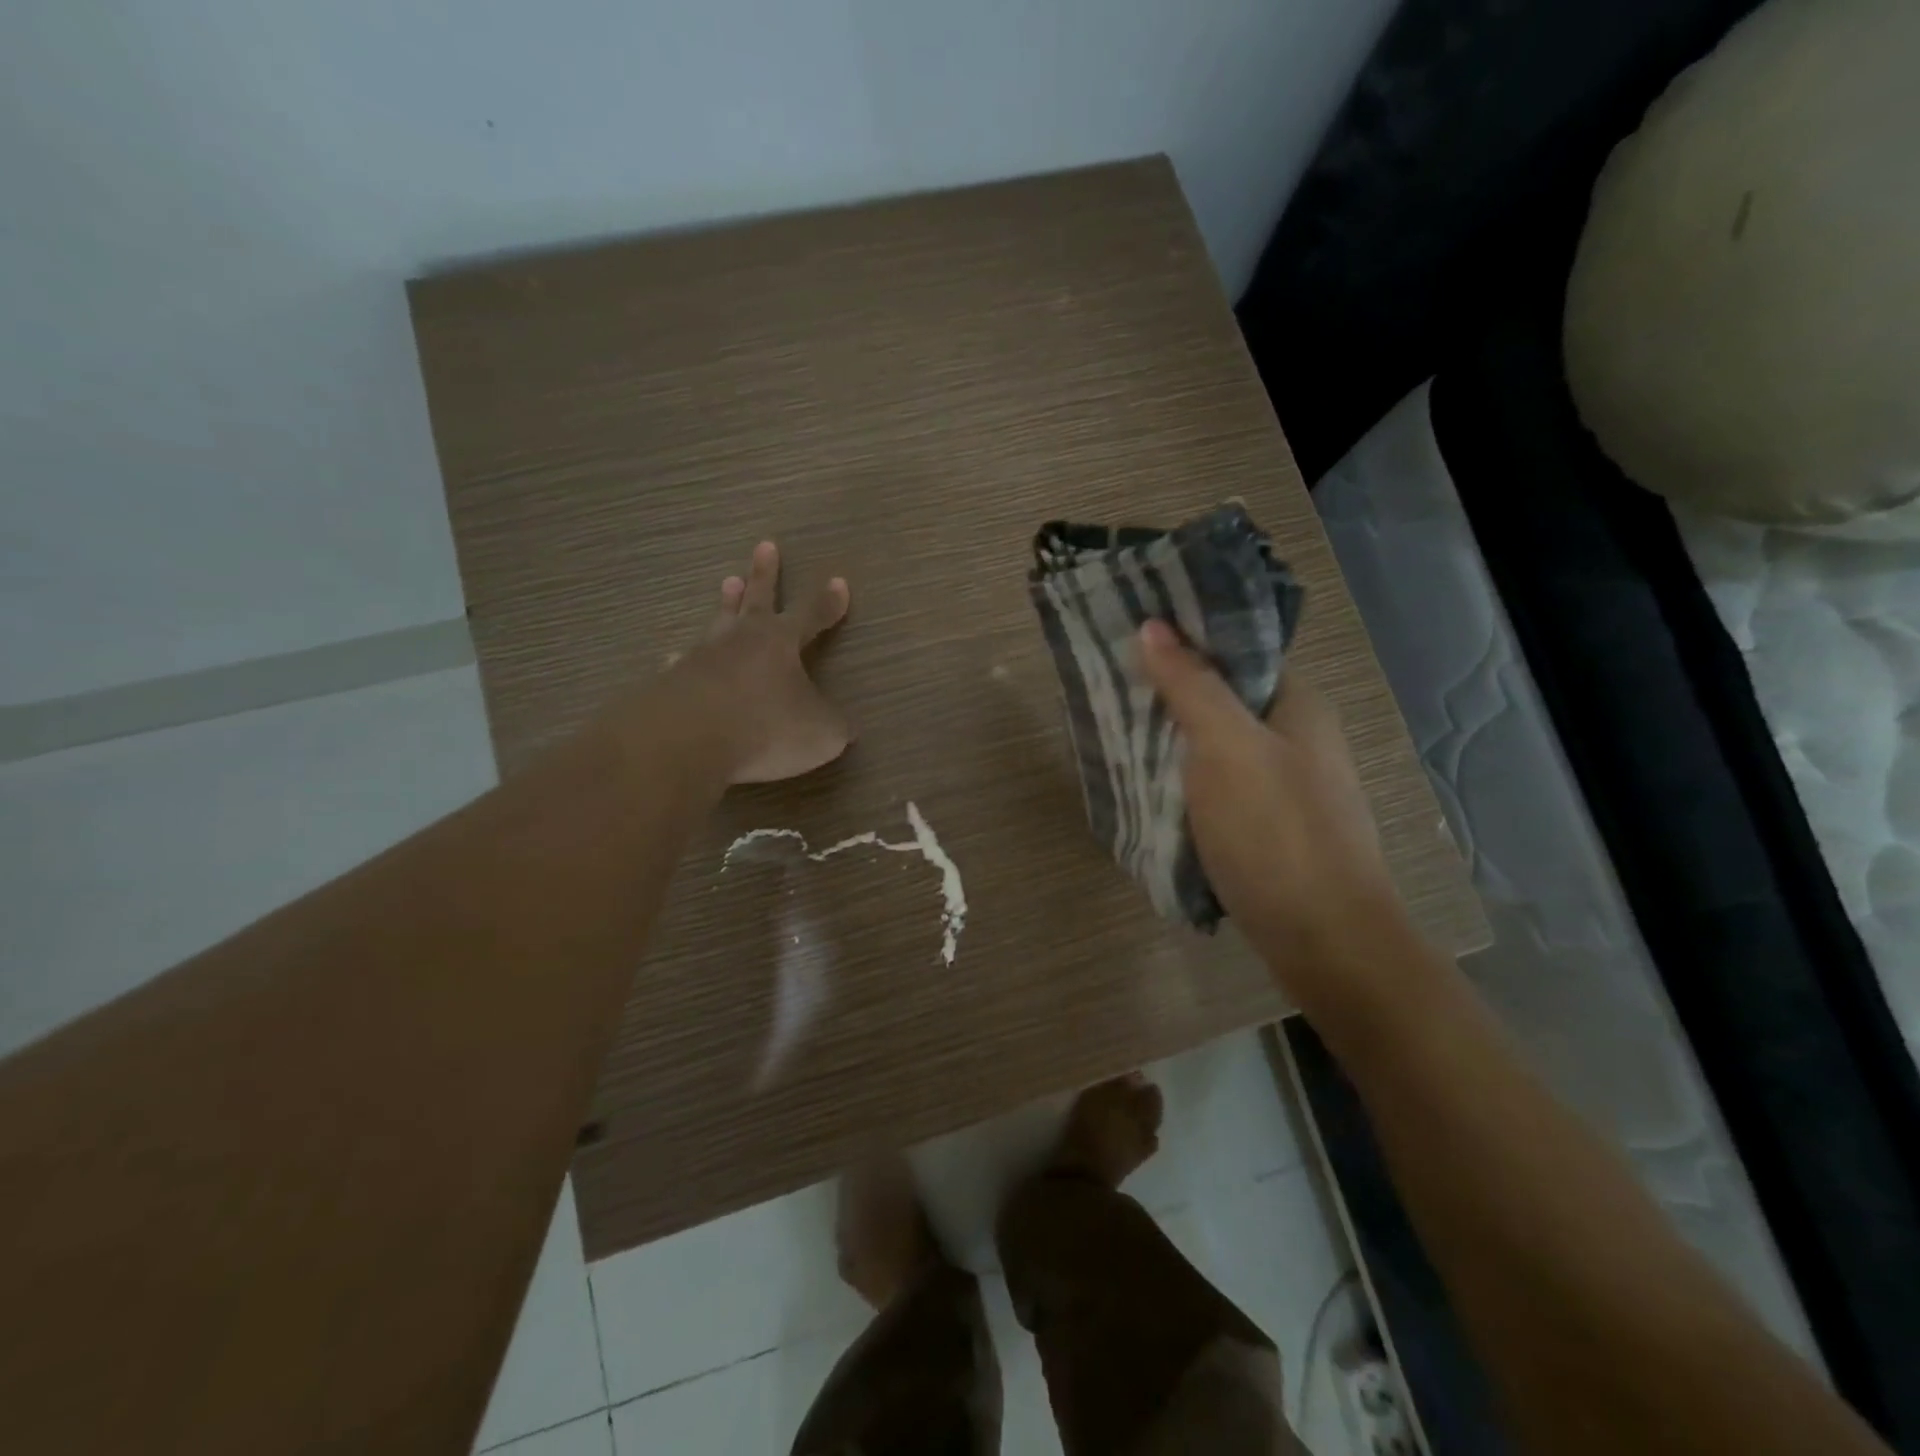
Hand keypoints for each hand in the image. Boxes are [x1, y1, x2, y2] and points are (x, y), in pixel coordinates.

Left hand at [667, 541, 852, 783]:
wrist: (688, 739)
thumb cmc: (766, 728)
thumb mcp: (820, 733)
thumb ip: (834, 726)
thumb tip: (845, 728)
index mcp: (781, 643)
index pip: (811, 614)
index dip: (827, 602)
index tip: (838, 582)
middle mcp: (741, 639)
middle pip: (757, 599)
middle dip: (765, 574)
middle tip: (765, 546)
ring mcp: (703, 657)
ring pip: (719, 621)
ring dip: (727, 603)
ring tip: (727, 582)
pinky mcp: (674, 681)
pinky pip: (683, 663)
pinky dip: (685, 659)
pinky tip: (675, 658)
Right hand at [1138, 620, 1405, 970]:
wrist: (1326, 941)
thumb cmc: (1276, 832)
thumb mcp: (1227, 748)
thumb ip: (1191, 686)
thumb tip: (1152, 625)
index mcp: (1297, 703)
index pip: (1236, 650)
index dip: (1185, 638)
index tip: (1128, 634)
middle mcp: (1295, 736)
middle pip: (1222, 697)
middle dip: (1169, 691)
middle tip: (1109, 684)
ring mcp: (1283, 783)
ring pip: (1216, 744)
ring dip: (1172, 738)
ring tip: (1115, 728)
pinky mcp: (1267, 825)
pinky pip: (1216, 785)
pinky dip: (1183, 779)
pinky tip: (1147, 782)